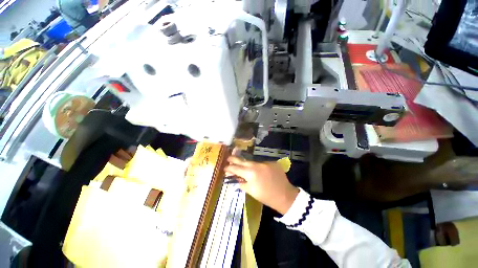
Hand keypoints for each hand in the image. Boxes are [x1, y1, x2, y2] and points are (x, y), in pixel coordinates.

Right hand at [224, 156, 298, 214]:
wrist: (285, 196)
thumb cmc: (266, 196)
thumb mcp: (251, 191)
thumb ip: (242, 183)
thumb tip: (235, 178)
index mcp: (251, 173)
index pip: (237, 168)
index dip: (229, 168)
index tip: (225, 167)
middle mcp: (257, 165)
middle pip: (243, 161)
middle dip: (235, 159)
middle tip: (228, 158)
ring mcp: (265, 162)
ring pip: (253, 162)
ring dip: (248, 165)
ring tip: (244, 167)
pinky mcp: (272, 162)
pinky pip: (262, 164)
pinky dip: (258, 167)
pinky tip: (259, 172)